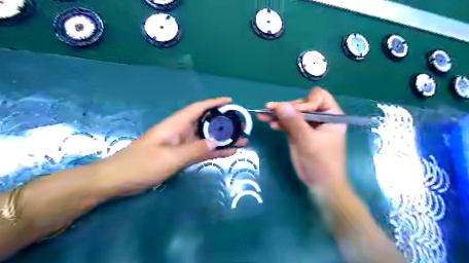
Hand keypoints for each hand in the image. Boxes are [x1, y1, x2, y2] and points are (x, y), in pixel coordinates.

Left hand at [96, 98, 247, 196]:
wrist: (118, 180)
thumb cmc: (141, 165)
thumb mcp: (169, 157)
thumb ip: (194, 150)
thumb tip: (216, 142)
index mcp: (175, 125)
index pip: (197, 108)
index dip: (214, 103)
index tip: (230, 101)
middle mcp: (180, 132)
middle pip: (205, 123)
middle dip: (223, 123)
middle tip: (241, 126)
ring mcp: (181, 145)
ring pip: (206, 138)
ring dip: (222, 139)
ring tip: (240, 141)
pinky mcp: (181, 156)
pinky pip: (201, 151)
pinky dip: (213, 151)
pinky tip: (227, 153)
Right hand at [256, 87, 346, 191]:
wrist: (320, 183)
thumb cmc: (321, 161)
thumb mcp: (308, 140)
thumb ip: (293, 122)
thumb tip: (279, 105)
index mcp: (330, 115)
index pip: (318, 97)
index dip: (305, 102)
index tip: (295, 113)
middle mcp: (319, 118)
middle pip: (301, 104)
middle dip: (286, 107)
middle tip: (270, 109)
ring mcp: (307, 126)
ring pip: (292, 114)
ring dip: (278, 114)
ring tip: (263, 114)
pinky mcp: (298, 134)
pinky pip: (287, 124)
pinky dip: (279, 123)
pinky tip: (270, 123)